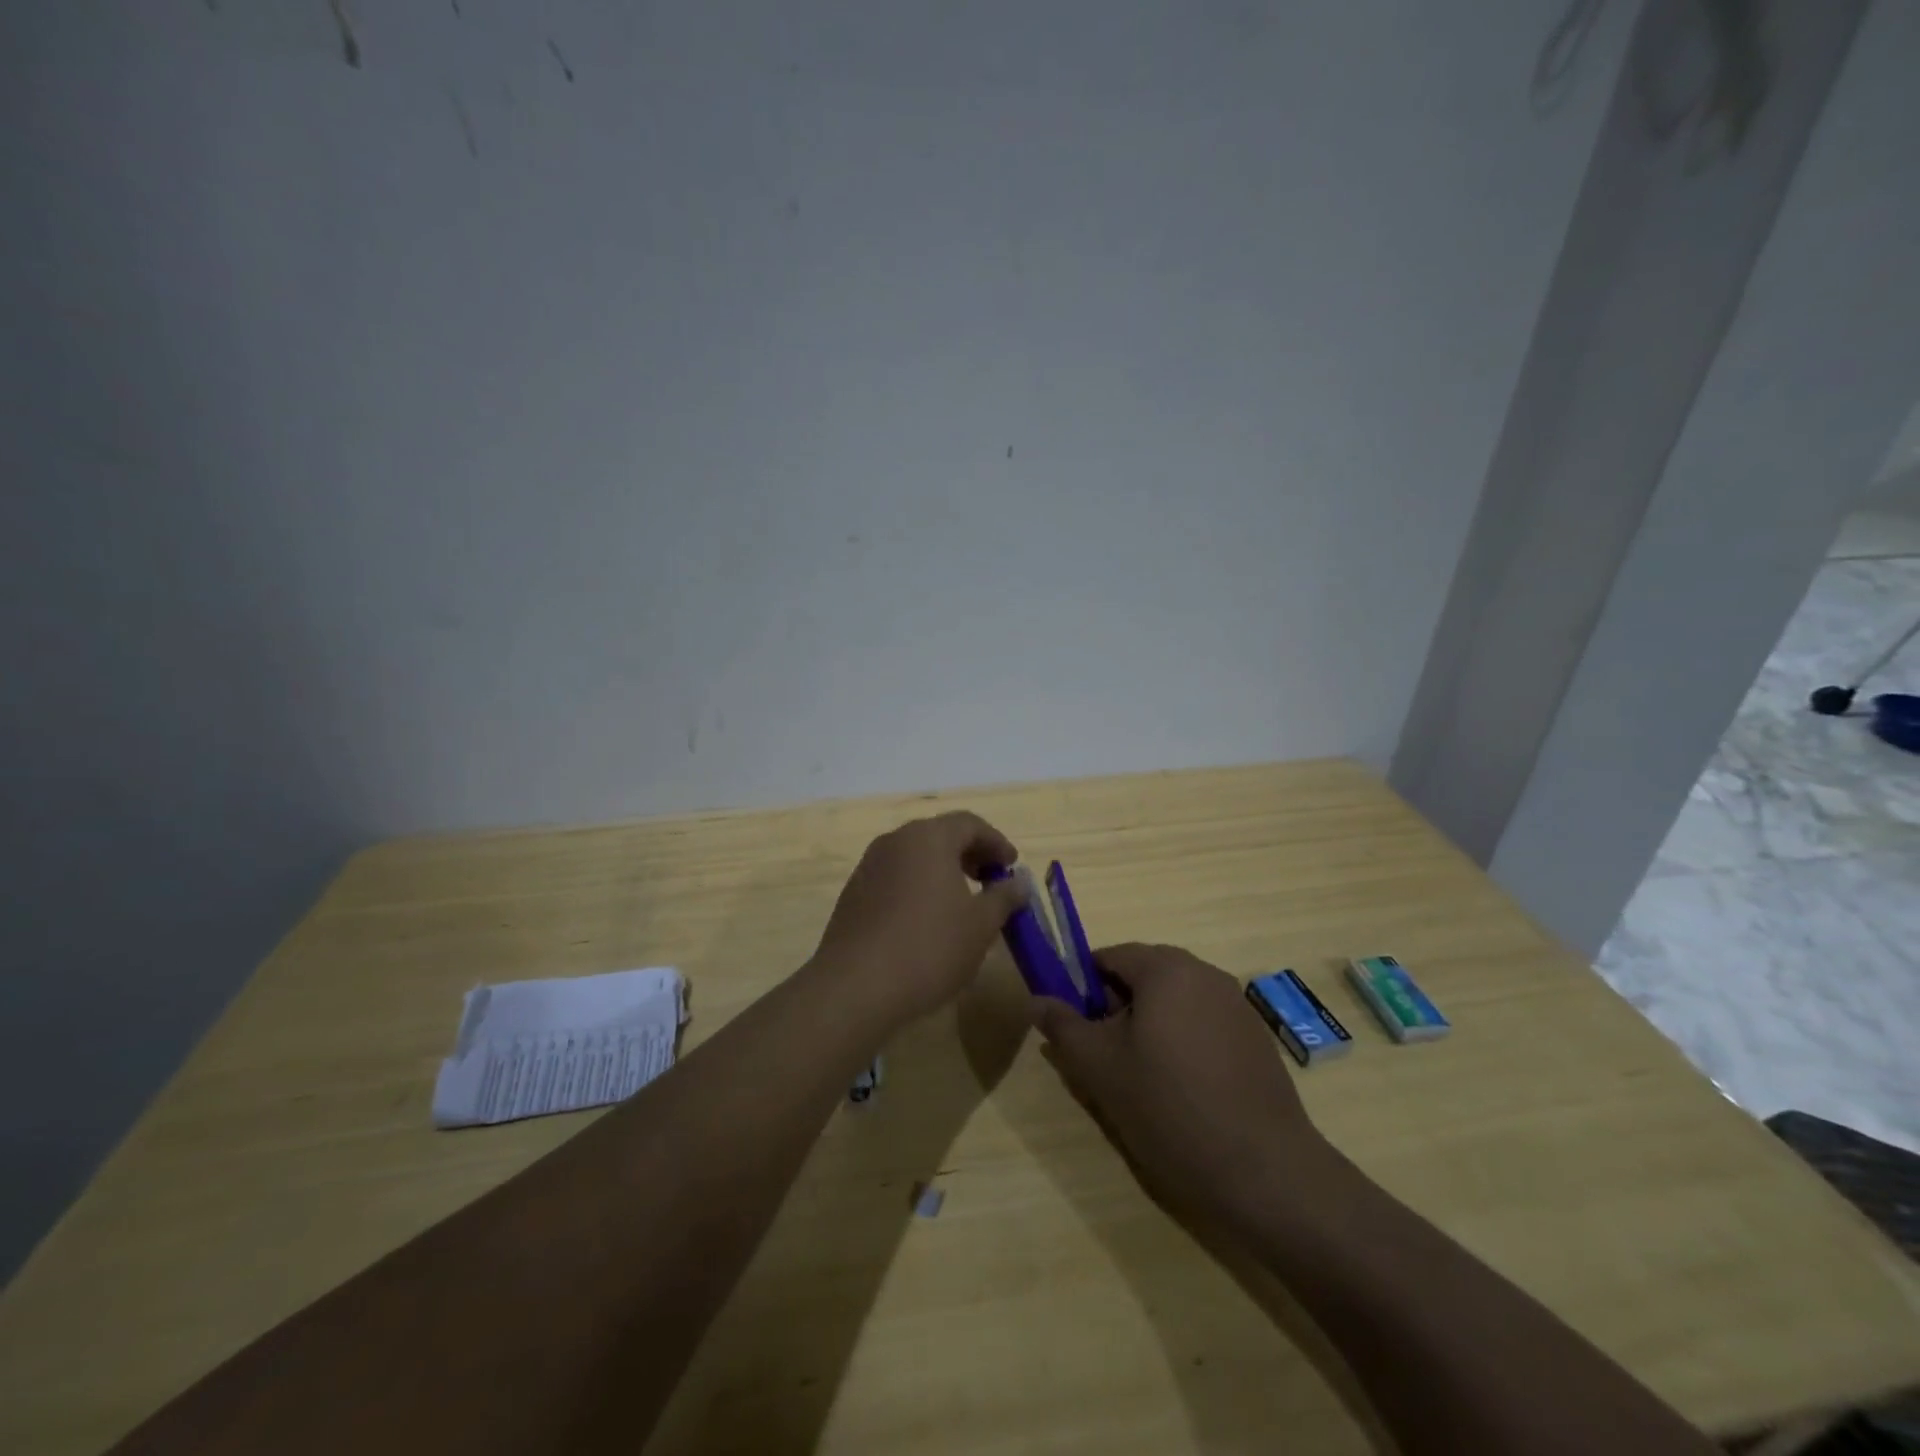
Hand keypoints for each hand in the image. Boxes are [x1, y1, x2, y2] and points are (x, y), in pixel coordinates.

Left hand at [810, 812, 1026, 1027]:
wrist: (855, 986)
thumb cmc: (929, 947)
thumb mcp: (980, 925)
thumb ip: (1004, 897)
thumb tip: (1019, 882)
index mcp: (929, 837)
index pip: (970, 824)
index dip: (996, 842)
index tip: (1012, 867)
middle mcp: (895, 841)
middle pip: (940, 835)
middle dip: (970, 854)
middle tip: (991, 881)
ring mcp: (869, 866)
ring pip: (915, 856)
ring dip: (943, 871)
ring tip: (962, 903)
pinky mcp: (853, 893)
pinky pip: (895, 877)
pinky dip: (918, 886)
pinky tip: (927, 920)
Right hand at [1032, 943, 1327, 1229]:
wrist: (1264, 1171)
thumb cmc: (1169, 1108)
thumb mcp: (1100, 1067)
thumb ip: (1063, 1026)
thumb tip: (1036, 1000)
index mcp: (1166, 969)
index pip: (1110, 956)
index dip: (1084, 985)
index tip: (1076, 1025)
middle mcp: (1205, 973)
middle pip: (1145, 974)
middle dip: (1117, 1005)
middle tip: (1105, 1053)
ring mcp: (1236, 1004)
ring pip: (1175, 999)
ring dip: (1150, 1023)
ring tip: (1141, 1075)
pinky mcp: (1256, 1037)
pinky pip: (1204, 1021)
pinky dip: (1183, 1039)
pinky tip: (1182, 1087)